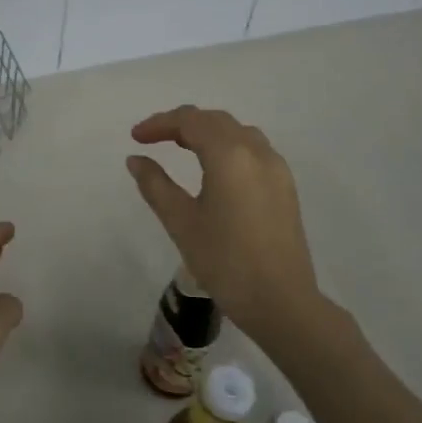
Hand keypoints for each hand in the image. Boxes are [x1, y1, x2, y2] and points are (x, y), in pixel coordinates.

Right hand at [127, 106, 330, 347]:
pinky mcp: (285, 186)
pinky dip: (227, 146)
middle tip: (153, 139)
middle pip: (215, 120)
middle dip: (182, 123)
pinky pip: (253, 149)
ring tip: (181, 148)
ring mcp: (276, 168)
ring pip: (237, 132)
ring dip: (207, 132)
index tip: (136, 137)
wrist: (281, 302)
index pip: (190, 121)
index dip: (160, 124)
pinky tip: (214, 168)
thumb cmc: (225, 261)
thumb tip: (136, 159)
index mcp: (229, 155)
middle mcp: (257, 152)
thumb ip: (155, 184)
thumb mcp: (181, 222)